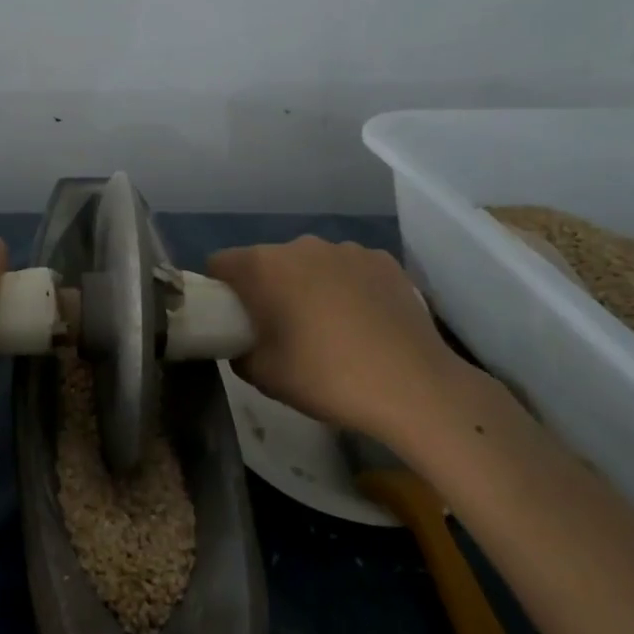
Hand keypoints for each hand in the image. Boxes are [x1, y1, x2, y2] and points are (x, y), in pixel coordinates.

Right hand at [207, 237, 467, 444]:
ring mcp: (347, 249)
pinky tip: (364, 322)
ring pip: (311, 263)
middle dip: (266, 288)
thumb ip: (239, 351)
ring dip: (308, 285)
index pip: (220, 263)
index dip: (218, 289)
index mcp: (264, 266)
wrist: (414, 388)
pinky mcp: (384, 261)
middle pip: (267, 262)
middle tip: (280, 329)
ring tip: (329, 328)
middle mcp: (301, 245)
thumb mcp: (262, 376)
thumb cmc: (326, 378)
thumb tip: (243, 342)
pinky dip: (348, 288)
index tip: (231, 318)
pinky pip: (349, 269)